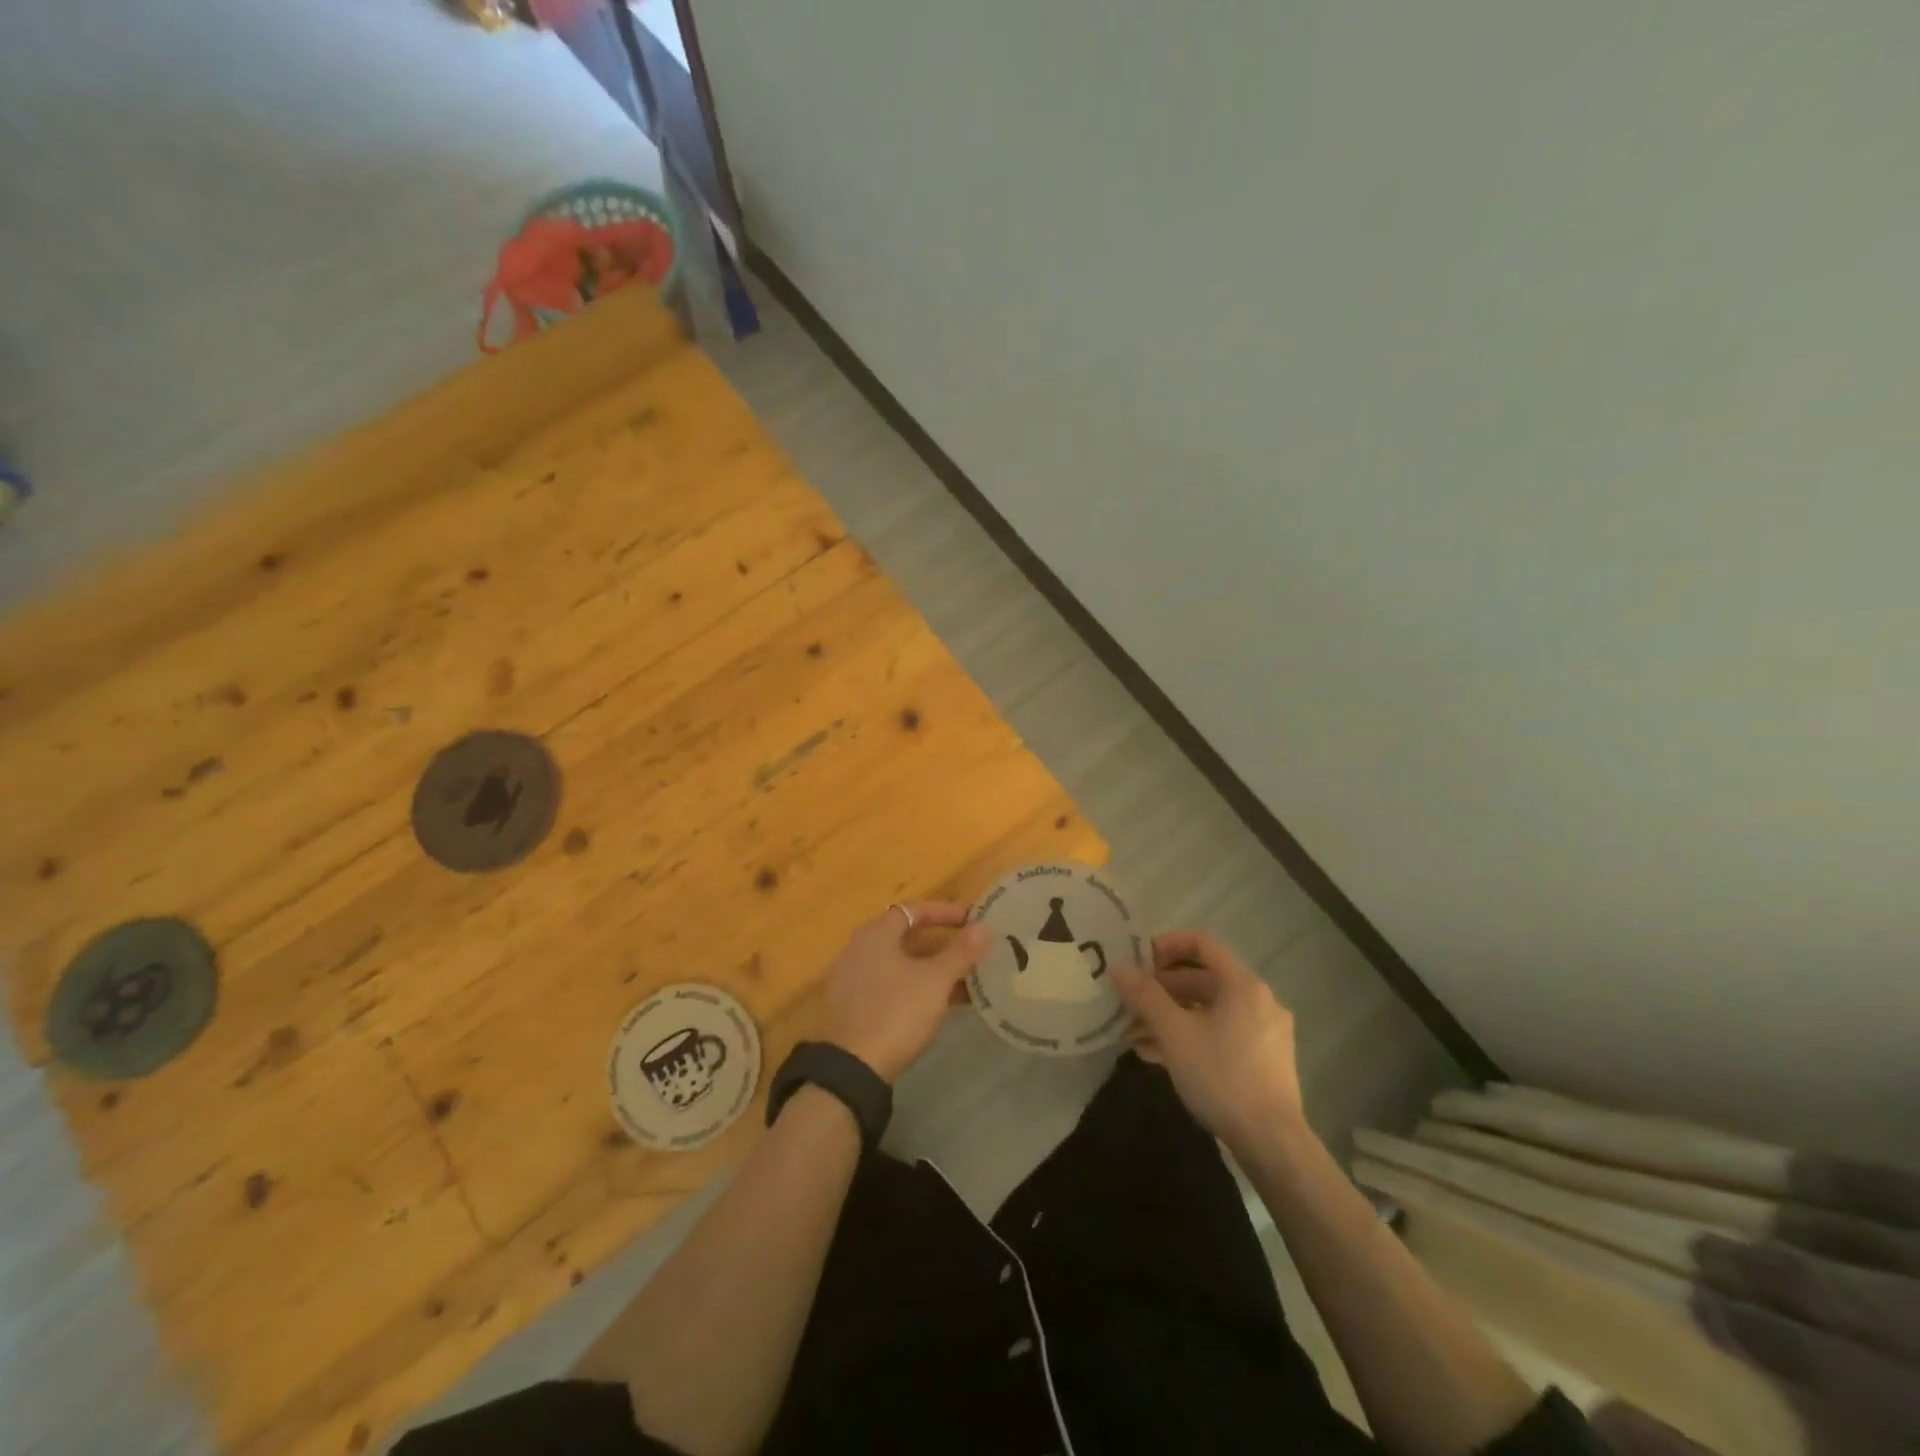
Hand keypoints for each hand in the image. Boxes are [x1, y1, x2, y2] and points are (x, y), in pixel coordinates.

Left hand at [820, 902, 989, 1082]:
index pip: (914, 910)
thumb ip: (960, 952)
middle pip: (907, 937)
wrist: (852, 1069)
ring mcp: (855, 979)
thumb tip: (983, 927)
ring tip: (969, 980)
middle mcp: (860, 950)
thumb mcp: (935, 981)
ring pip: (902, 965)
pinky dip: (918, 988)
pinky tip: (943, 1005)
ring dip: (934, 969)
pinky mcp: (855, 1007)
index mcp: (876, 934)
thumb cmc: (896, 1012)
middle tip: (974, 951)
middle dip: (943, 944)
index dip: (945, 912)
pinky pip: (893, 986)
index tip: (973, 920)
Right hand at [1113, 929, 1305, 1151]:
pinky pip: (1220, 1033)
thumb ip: (1145, 996)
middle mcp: (1258, 1000)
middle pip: (1203, 979)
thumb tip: (1118, 968)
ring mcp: (1264, 1032)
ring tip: (1134, 1034)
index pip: (1202, 943)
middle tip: (1128, 1003)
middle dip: (1161, 990)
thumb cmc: (1222, 1076)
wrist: (1272, 1142)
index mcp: (1243, 985)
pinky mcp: (1263, 1059)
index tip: (1138, 960)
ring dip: (1170, 1016)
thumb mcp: (1175, 1033)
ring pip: (1208, 1010)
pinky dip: (1190, 1036)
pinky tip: (1158, 1056)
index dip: (1167, 944)